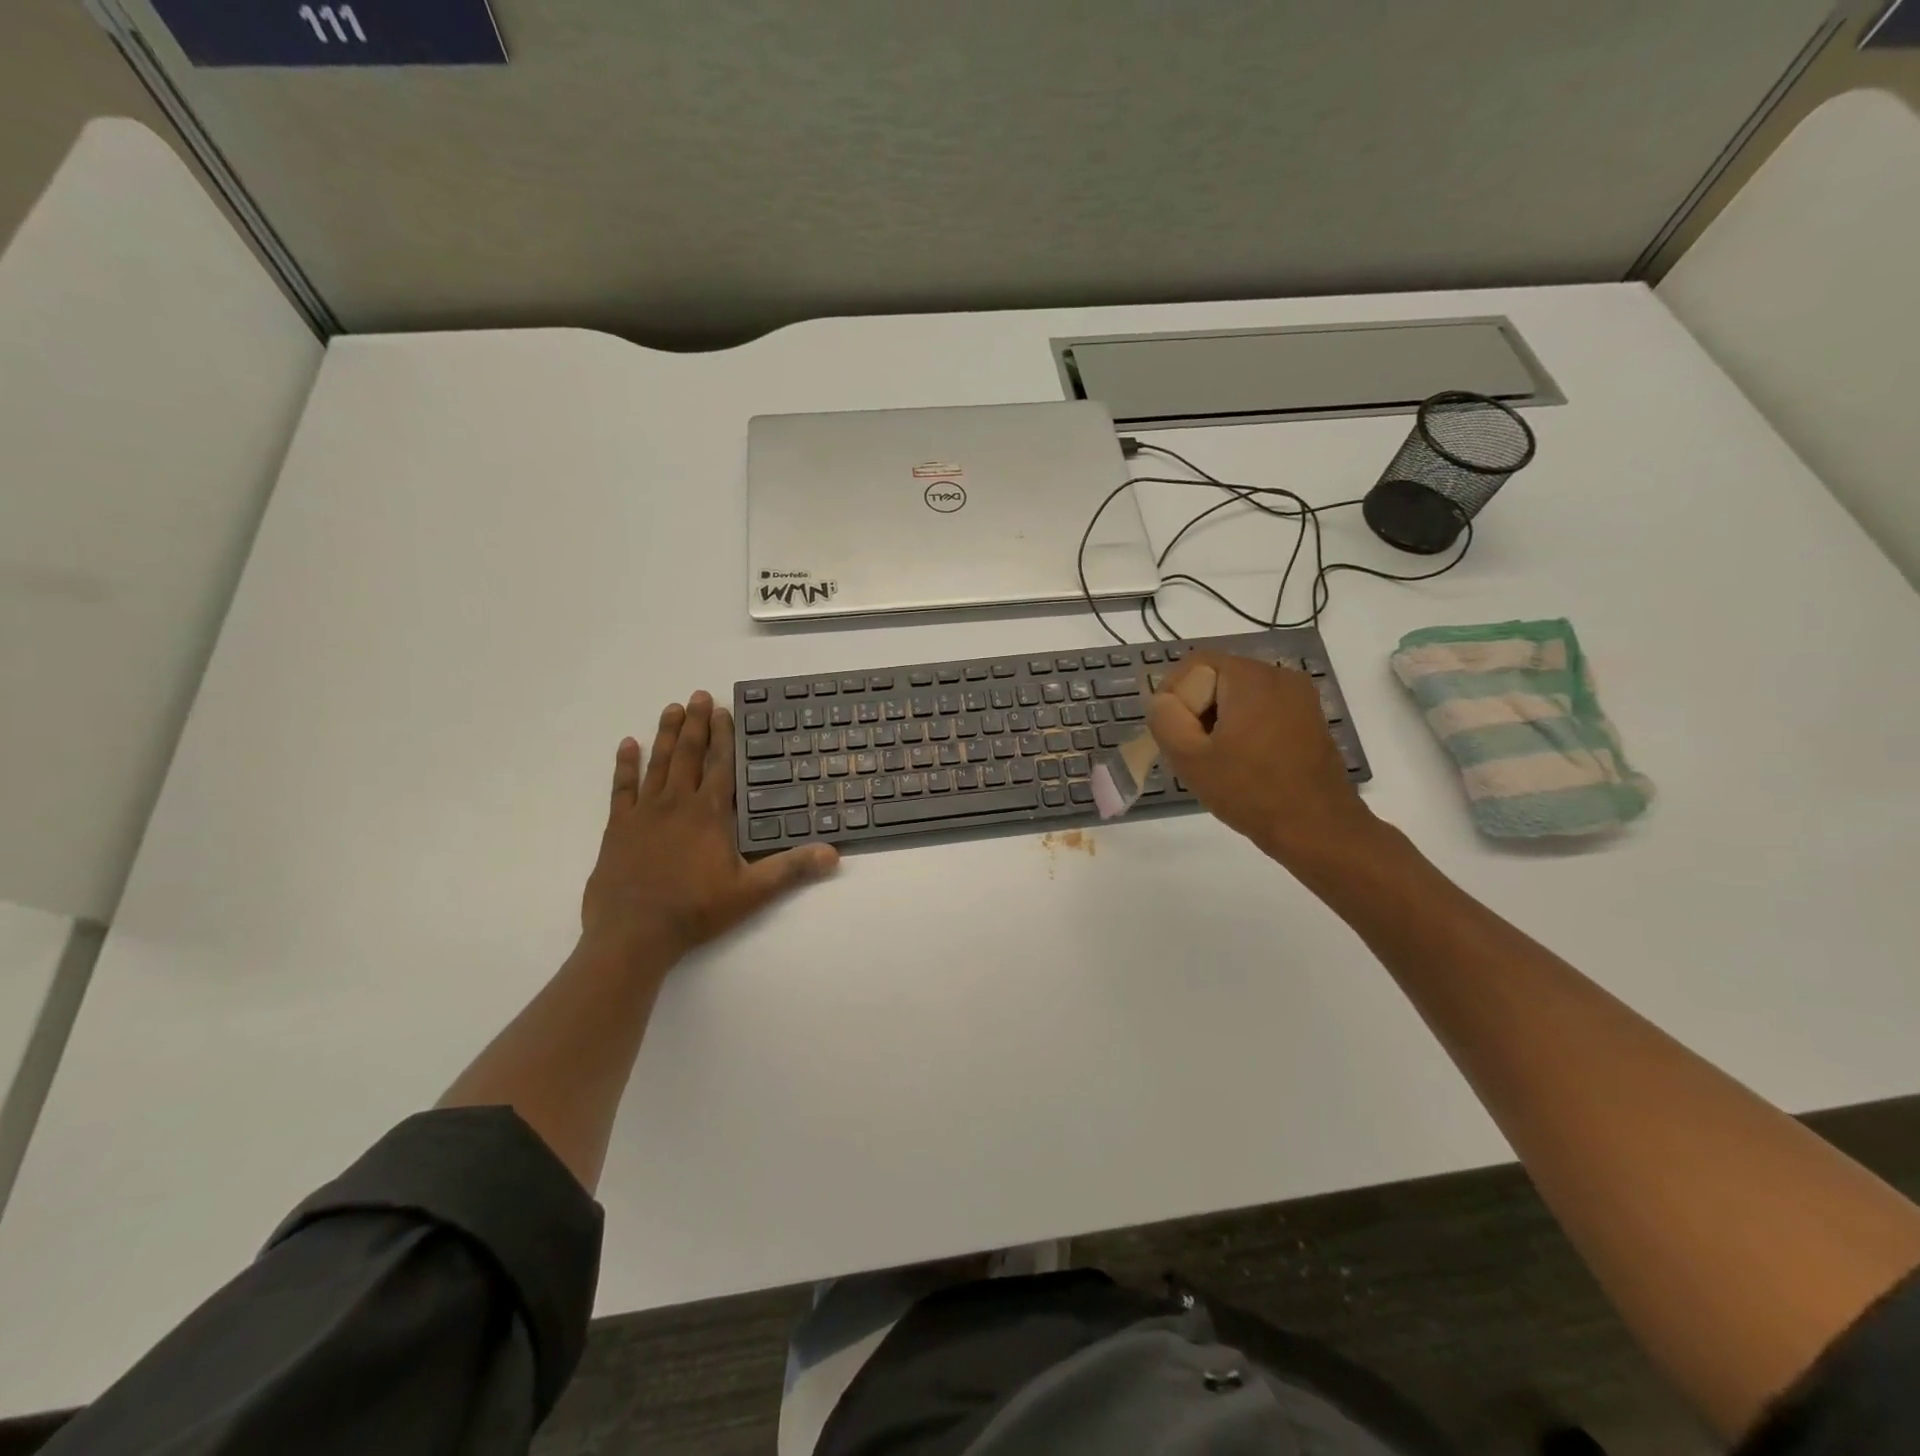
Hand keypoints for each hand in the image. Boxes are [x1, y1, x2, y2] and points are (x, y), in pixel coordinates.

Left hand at [582, 691, 837, 968]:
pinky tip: (627, 744)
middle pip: (689, 755)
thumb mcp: (752, 892)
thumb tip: (833, 854)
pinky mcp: (618, 827)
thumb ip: (791, 869)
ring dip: (666, 735)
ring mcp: (644, 812)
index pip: (721, 765)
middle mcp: (678, 803)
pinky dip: (625, 765)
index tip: (723, 710)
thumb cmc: (696, 909)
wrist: (634, 932)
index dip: (723, 737)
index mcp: (710, 814)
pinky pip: (621, 788)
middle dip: (696, 724)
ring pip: (658, 763)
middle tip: (698, 695)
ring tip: (672, 708)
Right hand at [1146, 651, 1376, 868]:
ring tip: (1215, 760)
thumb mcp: (1190, 757)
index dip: (1173, 695)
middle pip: (1218, 678)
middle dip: (1196, 710)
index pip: (1195, 664)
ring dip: (1219, 722)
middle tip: (1190, 750)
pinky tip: (1243, 763)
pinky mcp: (1309, 720)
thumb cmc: (1250, 791)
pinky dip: (1244, 729)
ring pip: (1239, 696)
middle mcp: (1280, 676)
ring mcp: (1300, 698)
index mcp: (1251, 677)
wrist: (1317, 829)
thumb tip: (1162, 701)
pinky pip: (1263, 711)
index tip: (1172, 733)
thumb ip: (1164, 719)